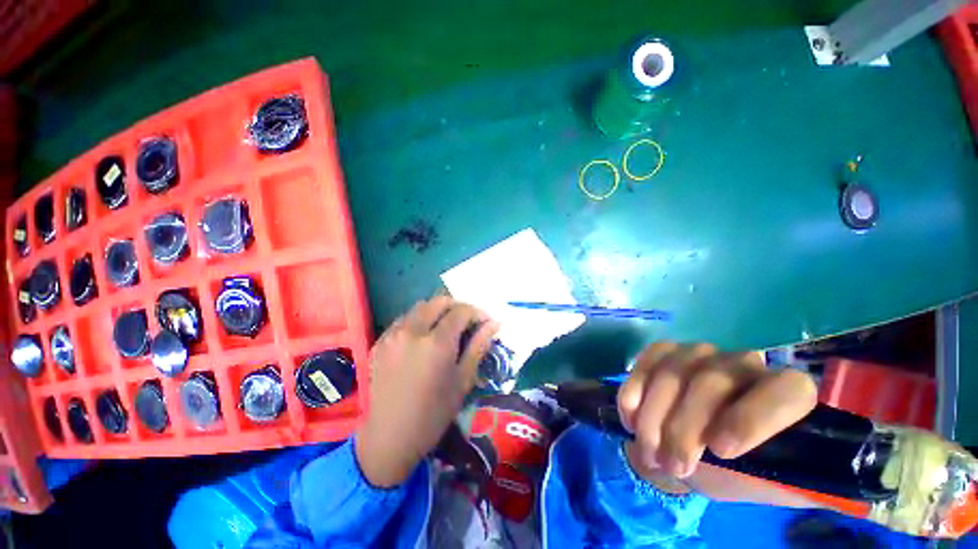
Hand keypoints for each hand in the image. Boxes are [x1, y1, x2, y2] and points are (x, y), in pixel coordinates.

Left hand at [355, 296, 498, 487]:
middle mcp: (413, 330)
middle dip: (457, 307)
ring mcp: (393, 334)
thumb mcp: (463, 379)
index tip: (485, 322)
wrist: (390, 436)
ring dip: (437, 311)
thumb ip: (478, 345)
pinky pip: (404, 319)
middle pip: (439, 301)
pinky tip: (423, 338)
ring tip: (445, 328)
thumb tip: (494, 323)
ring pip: (420, 307)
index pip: (461, 311)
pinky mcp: (380, 341)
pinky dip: (418, 320)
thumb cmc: (434, 412)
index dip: (477, 312)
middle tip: (467, 323)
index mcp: (436, 342)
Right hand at [618, 342, 816, 480]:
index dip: (753, 416)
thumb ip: (803, 484)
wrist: (691, 448)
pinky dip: (634, 391)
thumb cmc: (740, 470)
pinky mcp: (665, 351)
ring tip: (648, 451)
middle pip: (713, 381)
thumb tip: (858, 499)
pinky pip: (646, 362)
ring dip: (654, 415)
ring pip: (673, 373)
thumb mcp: (772, 485)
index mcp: (784, 395)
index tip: (720, 450)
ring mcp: (699, 353)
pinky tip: (629, 417)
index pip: (786, 390)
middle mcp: (743, 364)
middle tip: (672, 465)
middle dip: (685, 427)